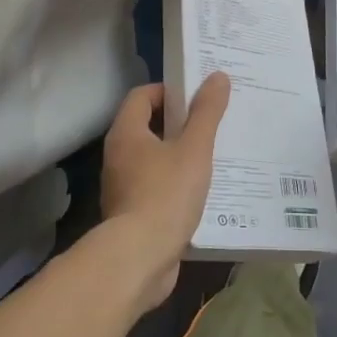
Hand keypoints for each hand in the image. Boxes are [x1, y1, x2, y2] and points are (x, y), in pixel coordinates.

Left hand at [100, 73, 229, 310]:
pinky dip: (177, 184)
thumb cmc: (165, 194)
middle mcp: (118, 157)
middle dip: (180, 123)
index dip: (169, 90)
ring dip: (180, 155)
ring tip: (215, 155)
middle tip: (213, 121)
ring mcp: (123, 188)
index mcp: (127, 133)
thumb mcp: (194, 148)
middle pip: (149, 126)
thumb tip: (217, 76)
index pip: (142, 95)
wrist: (139, 260)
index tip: (198, 96)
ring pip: (155, 160)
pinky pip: (157, 188)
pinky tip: (204, 191)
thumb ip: (206, 113)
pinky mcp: (133, 215)